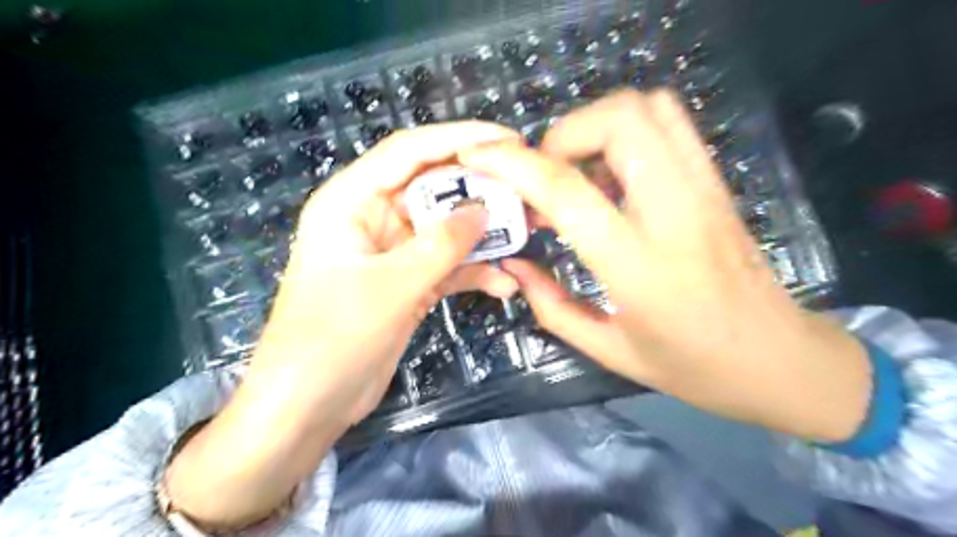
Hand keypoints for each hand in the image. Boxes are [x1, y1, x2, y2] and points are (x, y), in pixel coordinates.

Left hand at [165, 121, 522, 527]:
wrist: (308, 405)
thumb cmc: (333, 339)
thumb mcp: (392, 286)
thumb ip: (441, 245)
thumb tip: (484, 209)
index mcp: (351, 202)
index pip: (409, 152)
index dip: (459, 139)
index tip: (508, 139)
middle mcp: (372, 219)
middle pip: (433, 190)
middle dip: (480, 192)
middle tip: (528, 194)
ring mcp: (392, 254)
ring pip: (445, 230)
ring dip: (483, 236)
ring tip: (526, 236)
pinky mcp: (407, 284)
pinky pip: (446, 266)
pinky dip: (473, 272)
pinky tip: (503, 284)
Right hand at [460, 91, 873, 444]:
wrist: (780, 359)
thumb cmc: (692, 367)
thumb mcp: (609, 349)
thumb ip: (550, 306)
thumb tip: (514, 266)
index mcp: (638, 265)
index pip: (568, 190)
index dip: (514, 163)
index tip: (481, 157)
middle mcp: (675, 213)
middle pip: (618, 120)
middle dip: (563, 134)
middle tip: (547, 177)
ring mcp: (704, 190)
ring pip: (648, 108)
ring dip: (596, 126)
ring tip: (578, 172)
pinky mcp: (718, 183)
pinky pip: (671, 124)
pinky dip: (629, 129)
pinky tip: (613, 174)